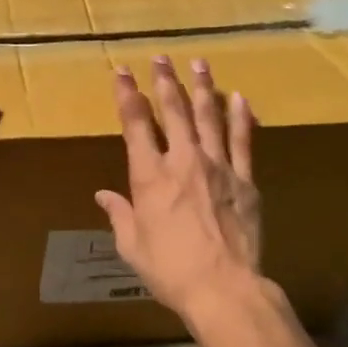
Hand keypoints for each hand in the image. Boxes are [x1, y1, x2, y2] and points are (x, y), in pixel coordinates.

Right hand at [95, 55, 262, 322]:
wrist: (223, 288)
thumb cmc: (169, 269)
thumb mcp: (132, 245)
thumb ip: (119, 214)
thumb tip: (103, 195)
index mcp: (149, 177)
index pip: (136, 125)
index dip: (127, 95)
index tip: (122, 72)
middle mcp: (183, 162)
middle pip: (174, 112)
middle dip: (164, 82)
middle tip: (161, 58)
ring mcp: (218, 167)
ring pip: (209, 117)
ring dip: (202, 88)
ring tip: (199, 64)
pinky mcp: (244, 181)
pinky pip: (243, 141)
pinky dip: (240, 117)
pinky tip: (239, 97)